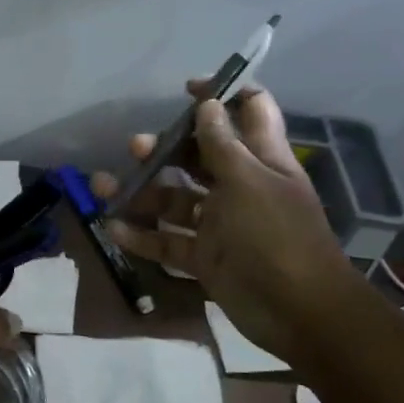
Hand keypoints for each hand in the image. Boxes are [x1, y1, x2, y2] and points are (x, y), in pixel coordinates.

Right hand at [91, 84, 357, 355]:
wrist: (299, 313)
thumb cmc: (275, 235)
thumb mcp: (248, 181)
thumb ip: (222, 143)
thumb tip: (207, 104)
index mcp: (262, 160)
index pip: (249, 112)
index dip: (222, 95)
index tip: (187, 89)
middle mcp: (241, 187)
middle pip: (199, 156)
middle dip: (166, 147)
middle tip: (136, 146)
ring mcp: (222, 224)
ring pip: (175, 200)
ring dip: (141, 192)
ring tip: (104, 185)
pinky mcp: (206, 257)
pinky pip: (168, 241)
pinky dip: (142, 236)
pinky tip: (114, 228)